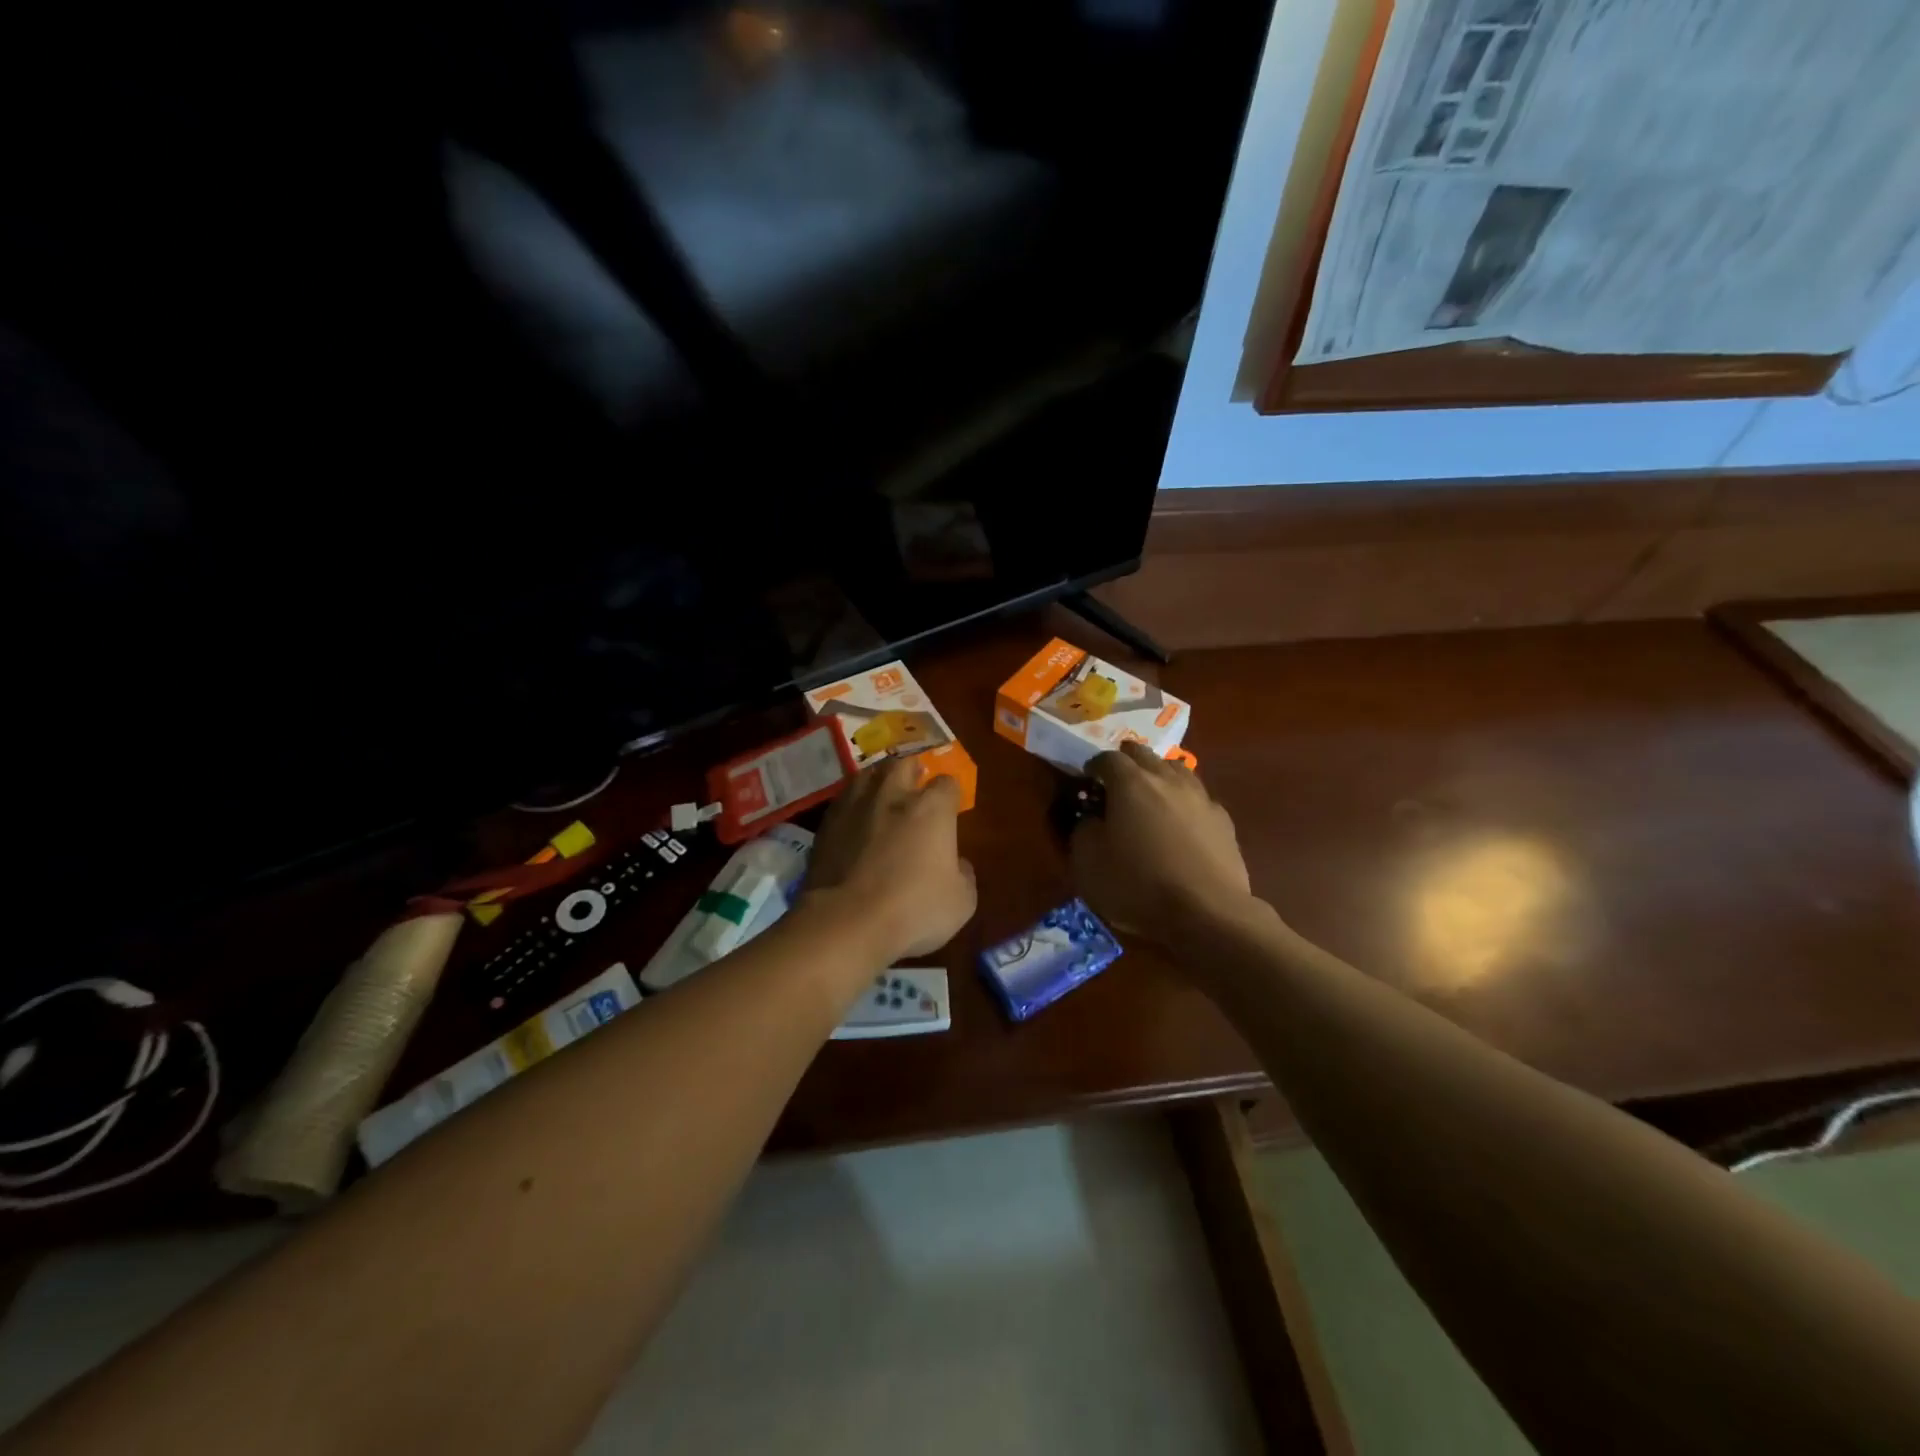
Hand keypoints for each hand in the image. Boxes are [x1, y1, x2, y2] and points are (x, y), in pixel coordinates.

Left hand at [802, 757, 976, 963]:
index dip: (951, 794)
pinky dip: (853, 805)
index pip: (947, 783)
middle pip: (903, 764)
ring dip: (879, 780)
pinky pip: (844, 801)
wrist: (846, 922)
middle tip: (915, 784)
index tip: (951, 808)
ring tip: (882, 793)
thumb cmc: (913, 909)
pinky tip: (855, 820)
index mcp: (931, 808)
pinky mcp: (826, 824)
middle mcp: (893, 795)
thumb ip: (963, 874)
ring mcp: (855, 806)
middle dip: (912, 770)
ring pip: (869, 774)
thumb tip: (956, 863)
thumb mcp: (961, 901)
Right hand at [1072, 742, 1253, 949]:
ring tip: (1151, 794)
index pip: (1107, 758)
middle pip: (1145, 754)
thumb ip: (1084, 830)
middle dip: (1127, 760)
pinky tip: (1182, 822)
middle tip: (1116, 779)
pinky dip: (1185, 801)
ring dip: (1160, 774)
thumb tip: (1091, 818)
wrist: (1206, 912)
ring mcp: (1200, 797)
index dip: (1094, 766)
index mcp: (1130, 783)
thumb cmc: (1138, 884)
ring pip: (1177, 769)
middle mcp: (1167, 779)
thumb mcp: (1088, 863)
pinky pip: (1199, 797)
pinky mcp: (1224, 820)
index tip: (1088, 779)